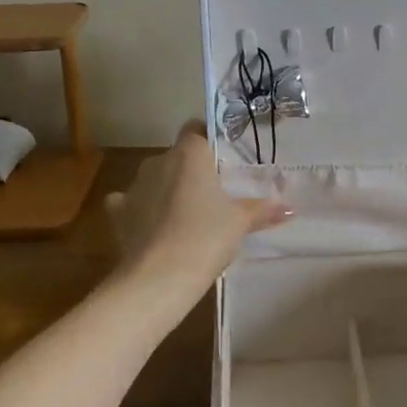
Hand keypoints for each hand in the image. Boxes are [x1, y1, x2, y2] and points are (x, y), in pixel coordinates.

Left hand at [106, 121, 290, 295]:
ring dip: (167, 190)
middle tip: (214, 192)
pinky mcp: (117, 213)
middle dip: (192, 170)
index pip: (196, 129)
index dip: (209, 140)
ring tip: (186, 215)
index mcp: (189, 154)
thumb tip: (289, 208)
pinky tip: (153, 227)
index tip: (224, 158)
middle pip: (177, 156)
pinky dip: (141, 211)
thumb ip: (262, 210)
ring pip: (154, 178)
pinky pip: (131, 203)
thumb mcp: (240, 223)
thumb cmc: (205, 237)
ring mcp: (134, 186)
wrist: (158, 277)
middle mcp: (158, 161)